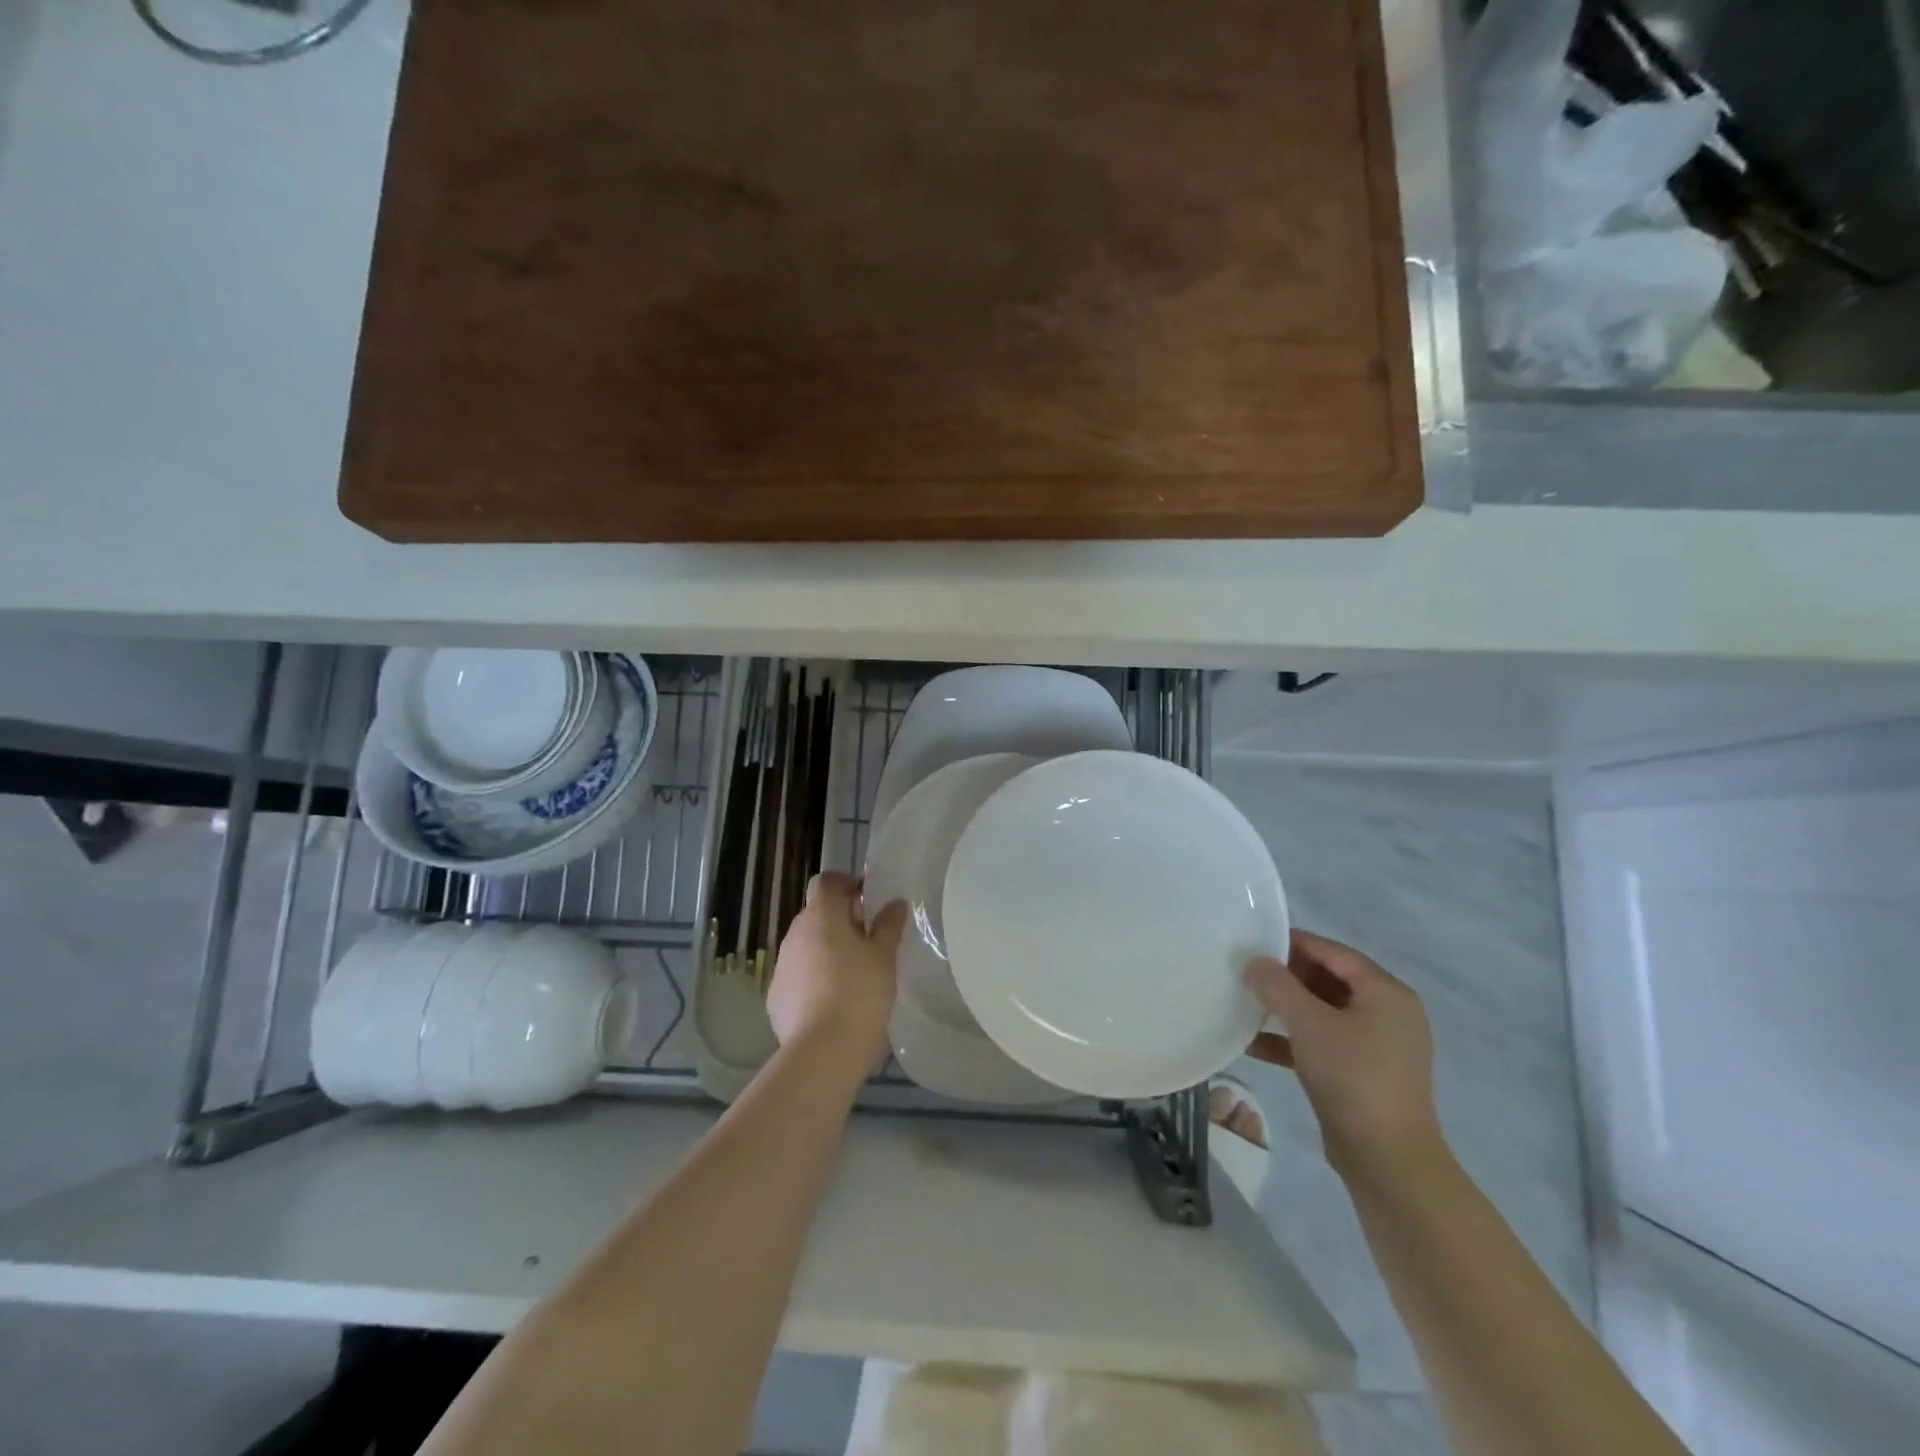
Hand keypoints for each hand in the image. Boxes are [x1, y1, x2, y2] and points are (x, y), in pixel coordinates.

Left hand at [766, 872, 906, 1065]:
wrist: (823, 1050)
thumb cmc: (860, 992)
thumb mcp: (884, 956)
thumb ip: (888, 925)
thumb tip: (894, 903)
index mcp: (821, 916)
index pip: (826, 882)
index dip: (845, 883)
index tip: (866, 898)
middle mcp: (795, 934)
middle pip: (816, 913)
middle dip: (839, 919)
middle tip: (867, 938)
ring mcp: (782, 965)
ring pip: (806, 945)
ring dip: (825, 949)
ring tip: (852, 972)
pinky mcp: (775, 996)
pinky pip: (798, 974)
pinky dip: (813, 978)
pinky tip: (833, 1000)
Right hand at [1244, 930, 1443, 1184]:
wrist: (1387, 1160)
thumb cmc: (1352, 1076)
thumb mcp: (1308, 1023)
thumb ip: (1277, 985)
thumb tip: (1254, 961)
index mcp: (1387, 993)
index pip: (1335, 952)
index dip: (1295, 943)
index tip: (1255, 942)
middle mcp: (1388, 1014)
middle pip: (1330, 980)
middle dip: (1287, 977)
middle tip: (1246, 972)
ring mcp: (1378, 1047)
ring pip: (1324, 1013)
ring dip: (1286, 1009)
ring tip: (1245, 1004)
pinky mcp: (1364, 1075)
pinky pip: (1323, 1043)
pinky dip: (1293, 1040)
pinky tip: (1253, 1045)